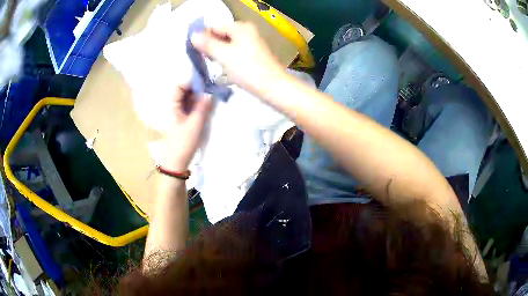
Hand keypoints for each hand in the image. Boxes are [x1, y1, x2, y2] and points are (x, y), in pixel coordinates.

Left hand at [161, 85, 212, 171]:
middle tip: (212, 88)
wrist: (177, 162)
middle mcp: (174, 106)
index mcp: (172, 105)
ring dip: (200, 95)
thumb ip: (203, 107)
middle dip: (198, 87)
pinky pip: (191, 105)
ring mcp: (178, 111)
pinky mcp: (184, 117)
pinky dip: (199, 103)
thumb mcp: (195, 124)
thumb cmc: (183, 143)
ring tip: (212, 96)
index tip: (206, 81)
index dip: (191, 81)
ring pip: (189, 97)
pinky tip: (208, 105)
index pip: (179, 85)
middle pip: (185, 90)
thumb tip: (210, 93)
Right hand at [191, 22, 285, 94]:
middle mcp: (247, 32)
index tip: (194, 50)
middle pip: (221, 36)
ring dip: (217, 54)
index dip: (203, 37)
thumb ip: (207, 44)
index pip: (215, 27)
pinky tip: (221, 68)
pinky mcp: (252, 55)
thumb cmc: (247, 68)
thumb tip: (193, 35)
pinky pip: (233, 53)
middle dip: (210, 46)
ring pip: (227, 45)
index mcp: (241, 27)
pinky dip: (226, 59)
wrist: (272, 86)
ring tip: (210, 64)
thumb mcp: (223, 55)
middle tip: (202, 59)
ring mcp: (250, 44)